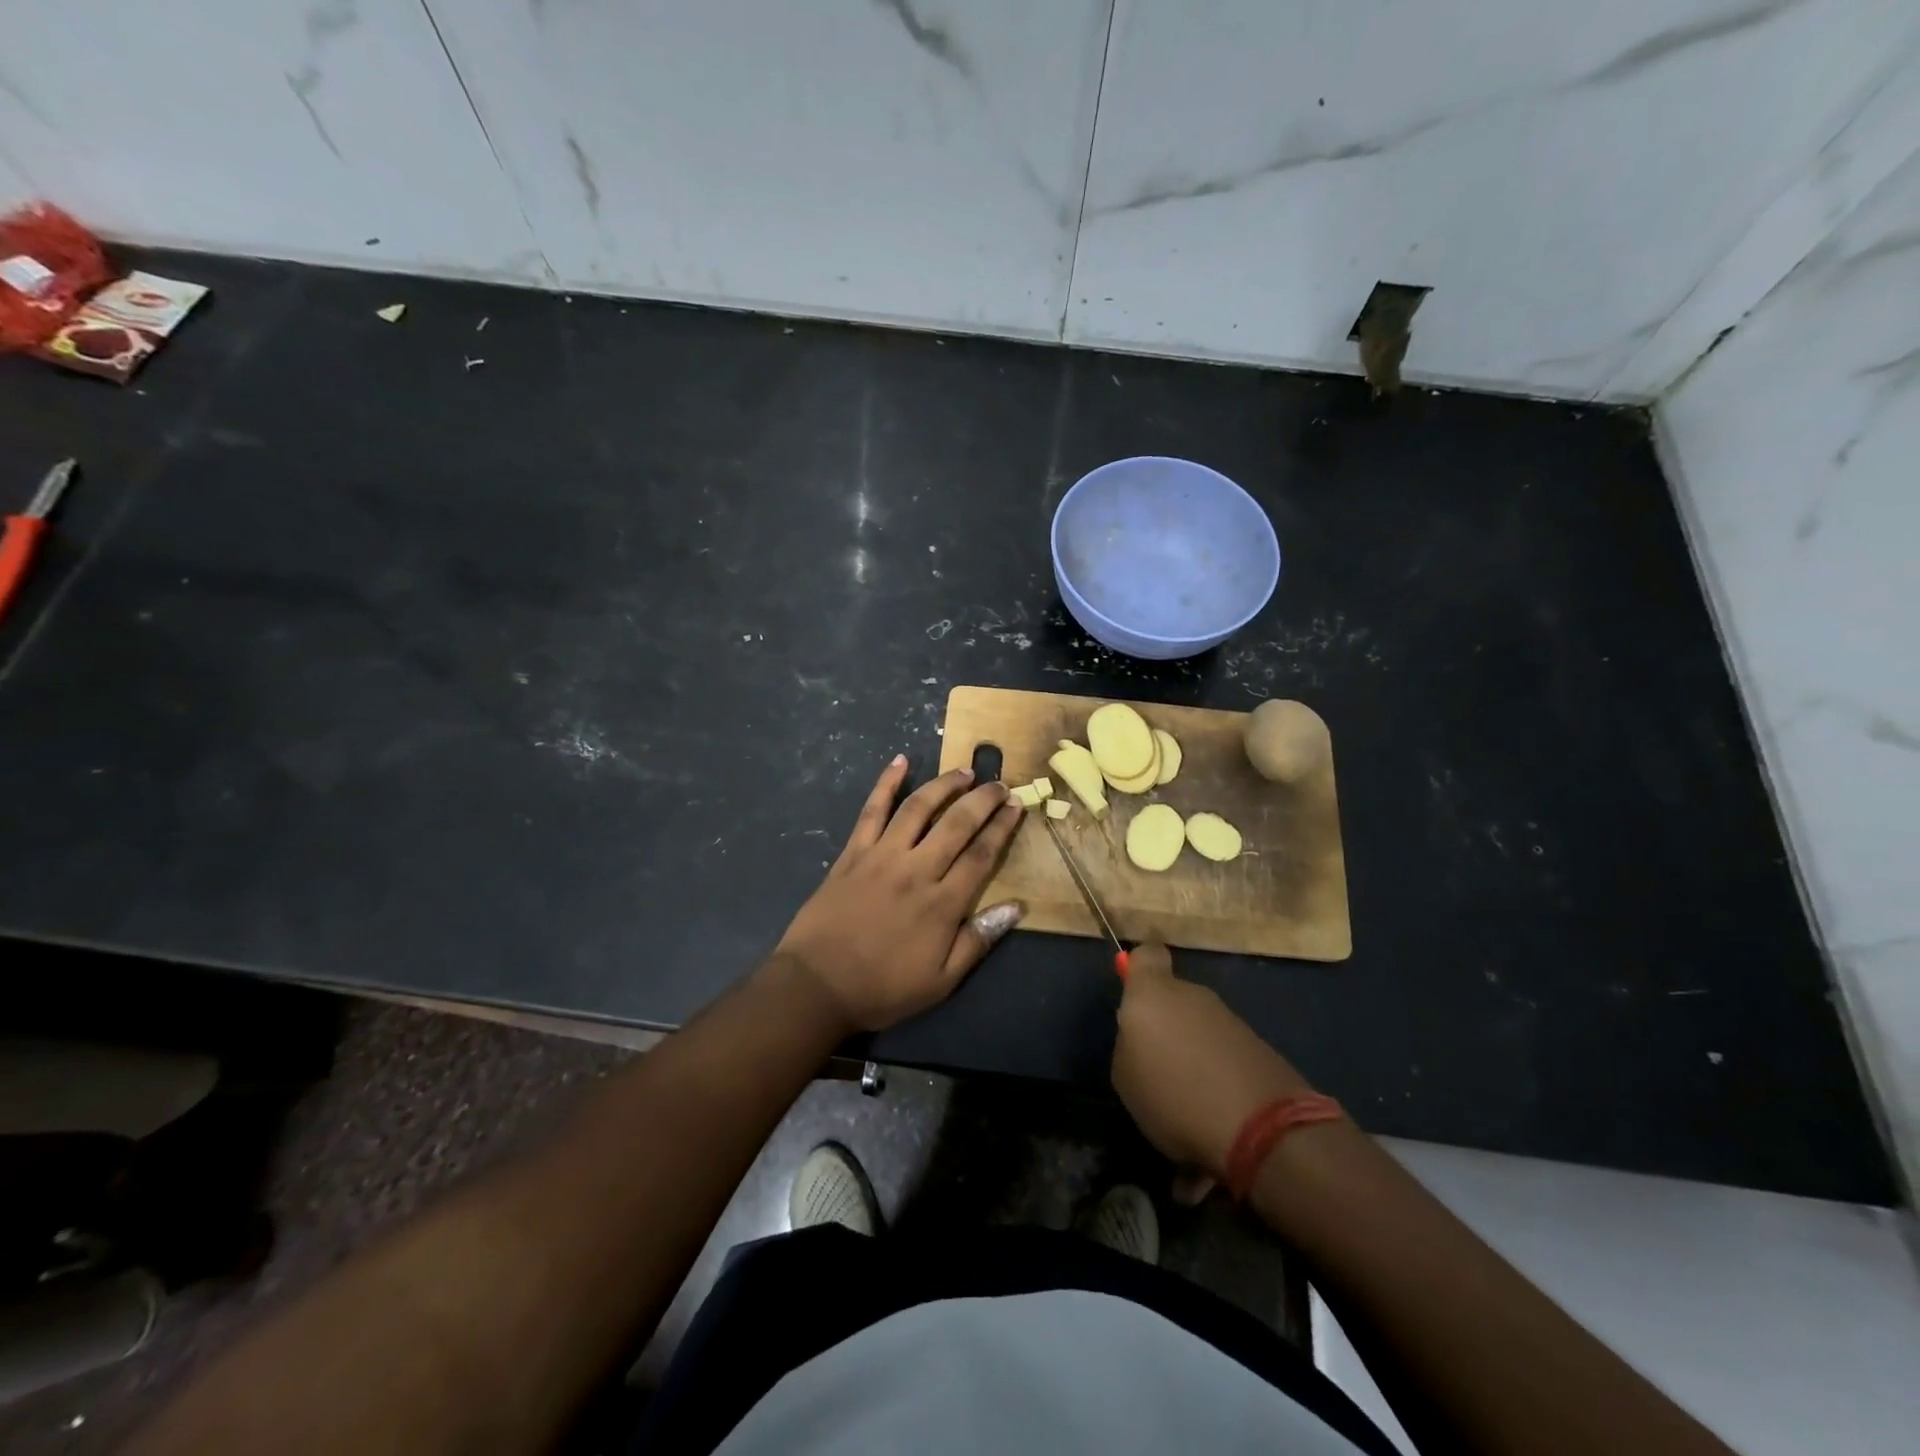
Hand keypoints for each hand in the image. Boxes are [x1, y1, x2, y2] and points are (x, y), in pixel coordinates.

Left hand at [774, 756, 1024, 1032]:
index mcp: (942, 903)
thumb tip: (1015, 907)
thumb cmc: (883, 988)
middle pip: (957, 823)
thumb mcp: (941, 981)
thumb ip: (978, 941)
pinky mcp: (853, 852)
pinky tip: (900, 761)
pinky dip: (886, 783)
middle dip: (983, 799)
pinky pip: (872, 810)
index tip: (1016, 806)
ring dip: (944, 785)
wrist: (817, 985)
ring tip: (964, 771)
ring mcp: (882, 856)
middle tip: (999, 784)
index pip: (981, 855)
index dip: (1002, 828)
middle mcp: (917, 869)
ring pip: (919, 808)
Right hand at [1111, 942, 1312, 1177]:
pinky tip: (1211, 1144)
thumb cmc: (1174, 1093)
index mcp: (1153, 994)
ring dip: (1192, 1069)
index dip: (1139, 968)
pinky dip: (1216, 1092)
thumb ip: (1130, 1045)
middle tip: (1155, 1076)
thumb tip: (1144, 1039)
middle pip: (1174, 1003)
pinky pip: (1223, 1066)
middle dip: (1166, 1033)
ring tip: (1185, 1124)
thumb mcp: (1125, 1076)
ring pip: (1199, 1038)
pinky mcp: (1260, 1051)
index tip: (1134, 993)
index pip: (1146, 955)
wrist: (1263, 1128)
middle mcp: (1194, 997)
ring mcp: (1231, 1023)